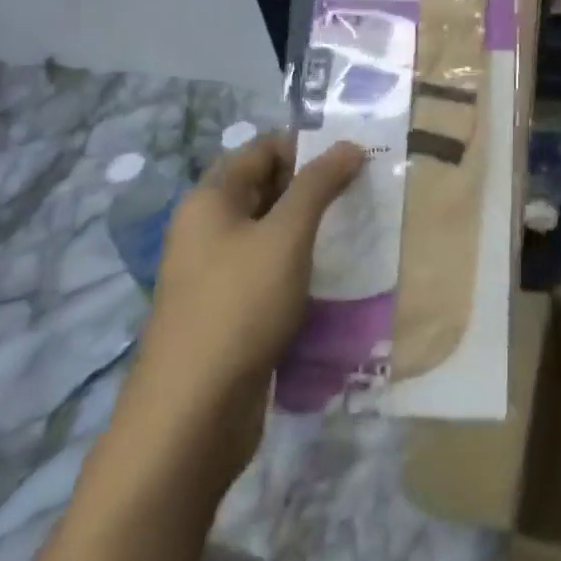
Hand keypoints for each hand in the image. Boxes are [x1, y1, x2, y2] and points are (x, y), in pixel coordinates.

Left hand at [118, 133, 364, 482]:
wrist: (192, 415)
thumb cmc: (239, 306)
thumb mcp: (286, 236)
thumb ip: (318, 184)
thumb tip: (349, 145)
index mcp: (210, 200)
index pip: (263, 150)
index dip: (308, 147)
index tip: (356, 157)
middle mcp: (209, 230)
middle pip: (268, 189)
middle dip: (316, 187)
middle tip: (367, 191)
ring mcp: (218, 274)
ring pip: (273, 234)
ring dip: (313, 229)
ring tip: (362, 228)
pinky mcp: (232, 311)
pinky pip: (272, 272)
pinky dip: (303, 266)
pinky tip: (338, 273)